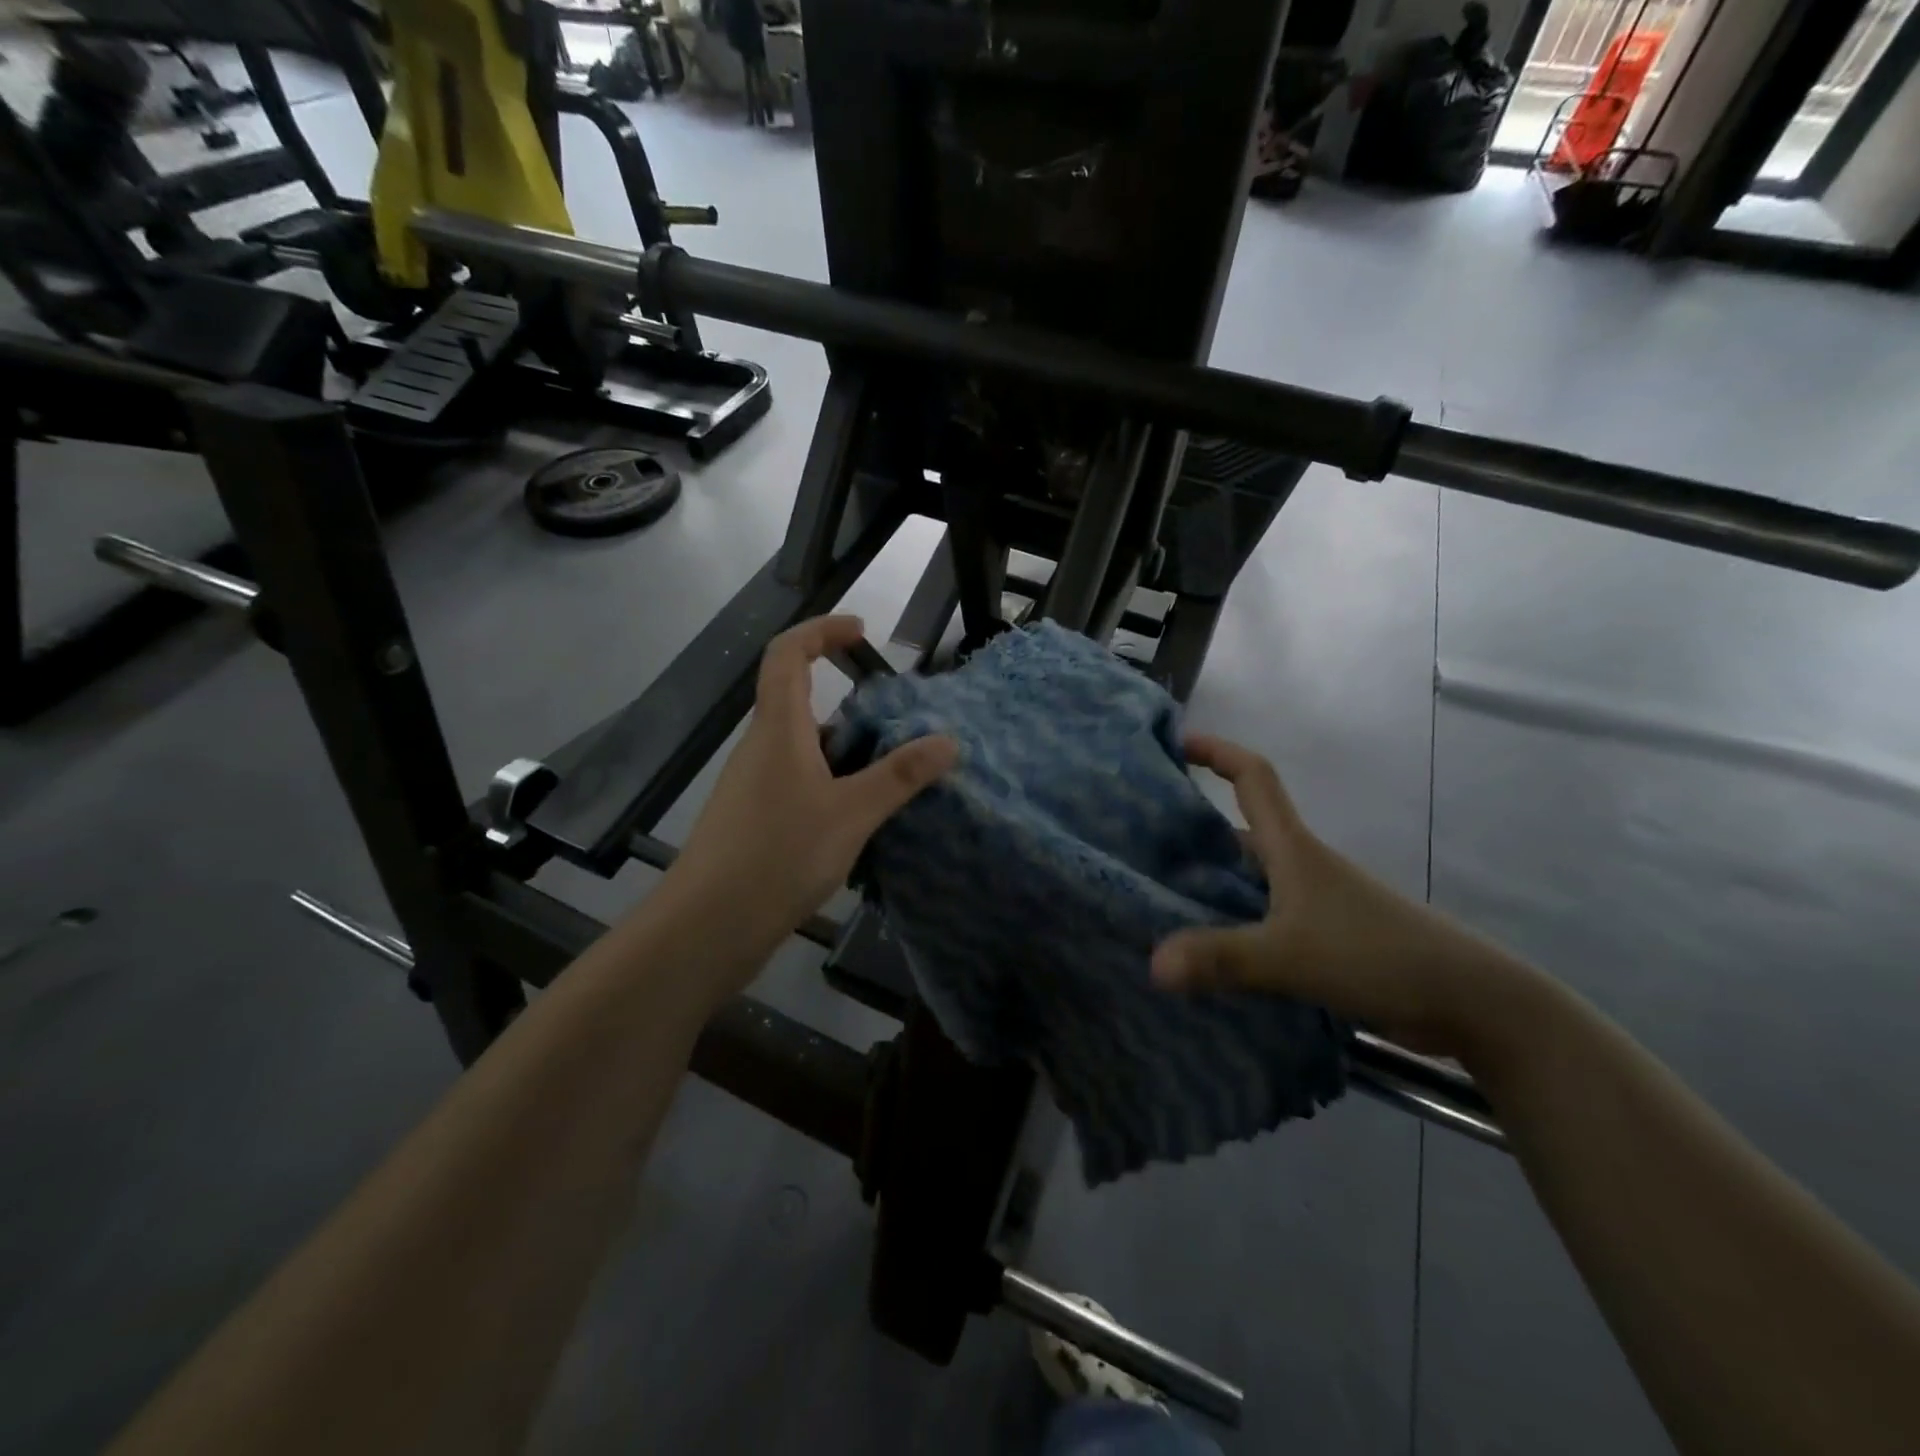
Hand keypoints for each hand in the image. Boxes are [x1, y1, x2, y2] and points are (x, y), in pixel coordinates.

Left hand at [665, 615, 957, 976]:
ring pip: (805, 748)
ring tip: (893, 775)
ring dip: (846, 750)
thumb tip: (948, 741)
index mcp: (779, 729)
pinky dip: (833, 784)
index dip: (821, 631)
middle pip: (800, 701)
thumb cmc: (778, 855)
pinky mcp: (755, 820)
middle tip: (899, 725)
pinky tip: (862, 818)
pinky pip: (800, 782)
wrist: (707, 927)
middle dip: (851, 703)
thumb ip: (900, 776)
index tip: (861, 632)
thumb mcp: (851, 814)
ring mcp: (754, 785)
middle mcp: (762, 748)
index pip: (788, 653)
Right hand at [1152, 735, 1526, 1055]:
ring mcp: (1313, 902)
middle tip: (1141, 839)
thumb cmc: (1378, 954)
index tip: (1177, 743)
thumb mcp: (1291, 955)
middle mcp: (1300, 866)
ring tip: (1158, 896)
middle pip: (1240, 828)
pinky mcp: (1323, 937)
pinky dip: (1229, 921)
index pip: (1253, 778)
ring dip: (1209, 879)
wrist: (1471, 1002)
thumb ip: (1222, 959)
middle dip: (1194, 826)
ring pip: (1248, 877)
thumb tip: (1152, 965)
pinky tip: (1204, 950)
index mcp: (1293, 848)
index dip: (1217, 752)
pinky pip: (1260, 916)